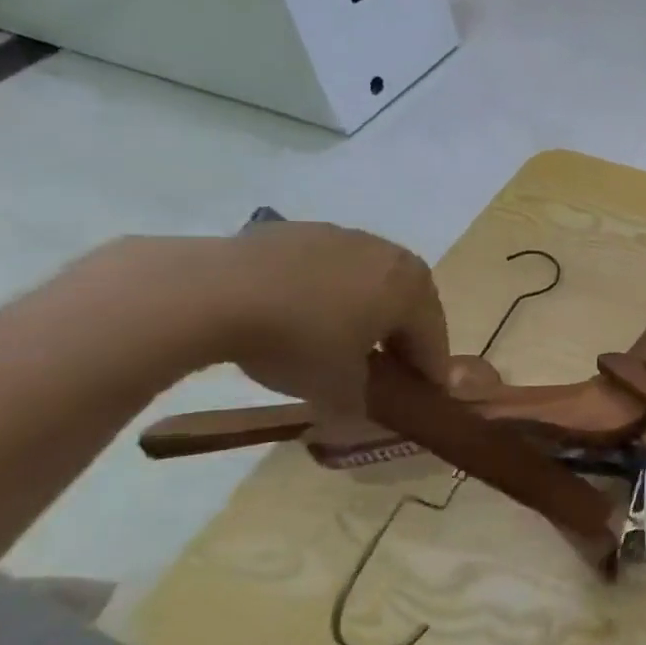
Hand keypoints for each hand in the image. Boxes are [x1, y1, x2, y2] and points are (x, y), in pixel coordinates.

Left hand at [180, 223, 449, 414]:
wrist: (212, 292)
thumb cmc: (298, 342)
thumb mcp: (339, 390)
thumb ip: (366, 402)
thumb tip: (364, 412)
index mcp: (414, 289)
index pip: (433, 341)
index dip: (427, 375)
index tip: (419, 400)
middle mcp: (391, 255)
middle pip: (406, 306)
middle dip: (398, 338)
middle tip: (381, 372)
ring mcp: (343, 237)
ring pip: (366, 284)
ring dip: (361, 312)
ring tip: (333, 343)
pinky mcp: (297, 231)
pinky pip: (324, 270)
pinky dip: (321, 294)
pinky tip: (293, 317)